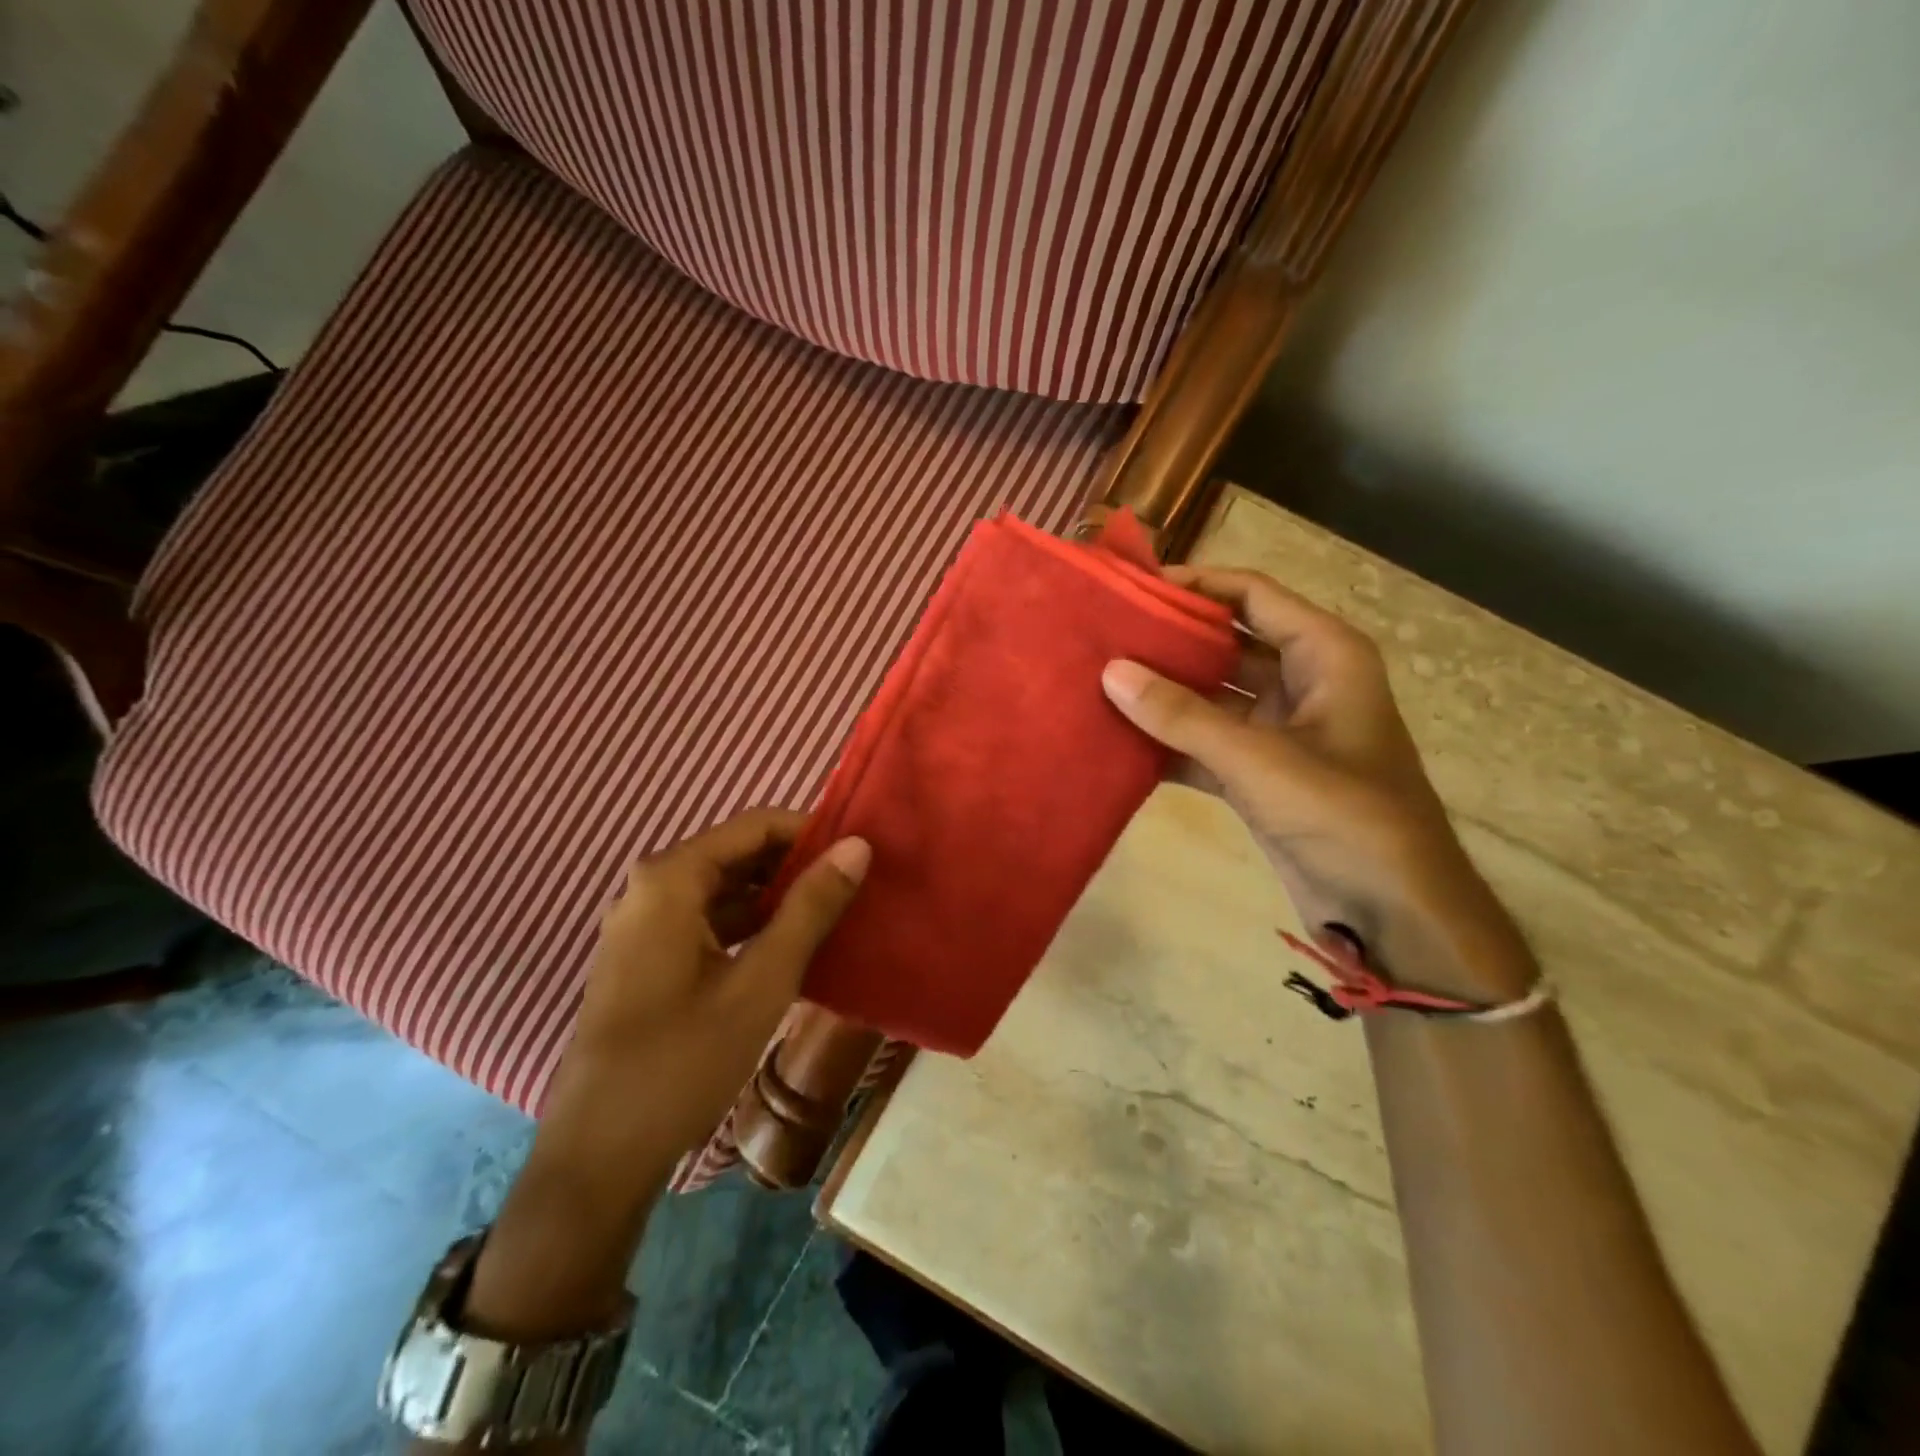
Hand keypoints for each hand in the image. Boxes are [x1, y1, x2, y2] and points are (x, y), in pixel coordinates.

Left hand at [540, 807, 870, 1200]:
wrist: (598, 1156)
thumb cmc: (682, 1060)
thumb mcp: (762, 981)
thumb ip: (811, 908)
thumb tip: (858, 847)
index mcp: (671, 877)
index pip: (755, 825)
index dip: (811, 833)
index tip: (859, 854)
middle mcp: (650, 888)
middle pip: (738, 853)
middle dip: (796, 866)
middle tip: (854, 887)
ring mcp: (643, 925)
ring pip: (724, 890)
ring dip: (777, 899)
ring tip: (833, 915)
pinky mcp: (645, 959)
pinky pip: (708, 921)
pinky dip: (750, 927)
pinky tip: (790, 950)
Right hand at [1102, 567, 1531, 996]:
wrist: (1393, 912)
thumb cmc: (1344, 816)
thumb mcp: (1259, 759)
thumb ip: (1182, 716)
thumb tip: (1112, 672)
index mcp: (1325, 656)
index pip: (1253, 597)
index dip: (1197, 585)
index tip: (1134, 586)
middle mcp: (1302, 684)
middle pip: (1226, 645)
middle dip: (1170, 642)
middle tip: (1104, 636)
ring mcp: (1279, 732)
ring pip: (1211, 697)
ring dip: (1163, 695)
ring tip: (1099, 682)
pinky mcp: (1260, 776)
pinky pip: (1205, 744)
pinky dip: (1169, 743)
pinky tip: (1118, 741)